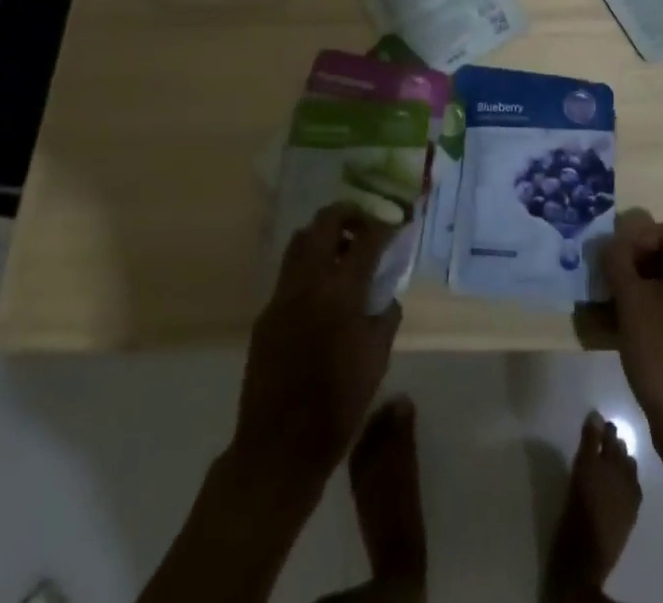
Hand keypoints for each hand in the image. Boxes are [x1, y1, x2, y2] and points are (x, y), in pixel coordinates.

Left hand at [230, 203, 402, 488]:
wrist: (279, 447)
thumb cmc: (339, 405)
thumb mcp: (377, 359)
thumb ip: (385, 315)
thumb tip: (386, 293)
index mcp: (341, 290)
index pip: (368, 237)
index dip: (385, 225)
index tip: (396, 223)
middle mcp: (309, 281)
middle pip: (326, 221)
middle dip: (350, 214)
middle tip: (366, 226)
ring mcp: (282, 294)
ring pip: (301, 240)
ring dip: (325, 235)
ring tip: (344, 252)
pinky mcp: (266, 312)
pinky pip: (289, 273)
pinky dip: (308, 266)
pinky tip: (321, 291)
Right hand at [603, 213, 662, 451]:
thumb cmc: (661, 353)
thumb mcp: (630, 300)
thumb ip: (617, 260)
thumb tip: (612, 243)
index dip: (634, 241)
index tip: (613, 265)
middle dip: (638, 263)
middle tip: (612, 283)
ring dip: (646, 284)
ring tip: (619, 304)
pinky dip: (661, 304)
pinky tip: (638, 323)